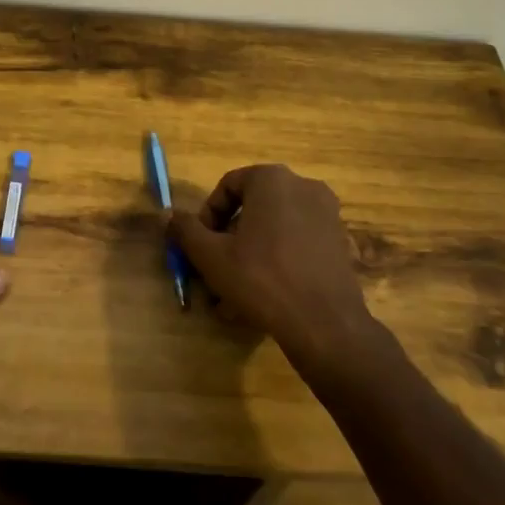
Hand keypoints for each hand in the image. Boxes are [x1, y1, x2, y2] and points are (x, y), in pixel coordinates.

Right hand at [168, 164, 379, 372]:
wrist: (325, 324)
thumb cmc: (262, 279)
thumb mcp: (212, 256)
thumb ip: (185, 230)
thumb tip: (165, 214)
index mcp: (272, 179)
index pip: (228, 186)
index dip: (207, 216)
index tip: (199, 246)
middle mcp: (303, 186)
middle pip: (252, 208)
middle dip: (229, 240)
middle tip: (214, 271)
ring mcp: (326, 214)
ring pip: (274, 229)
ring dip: (249, 255)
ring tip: (234, 294)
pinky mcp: (339, 242)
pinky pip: (297, 244)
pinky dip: (277, 262)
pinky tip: (263, 298)